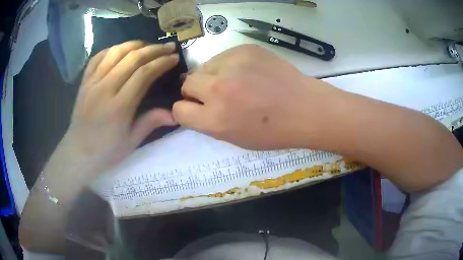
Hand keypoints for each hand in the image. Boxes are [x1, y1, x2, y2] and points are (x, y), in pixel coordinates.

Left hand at [62, 41, 178, 176]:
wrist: (78, 152)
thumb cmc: (106, 151)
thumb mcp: (131, 141)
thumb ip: (151, 122)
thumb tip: (175, 114)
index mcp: (119, 106)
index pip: (144, 73)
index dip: (161, 62)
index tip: (174, 57)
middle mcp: (105, 88)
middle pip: (132, 58)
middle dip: (154, 49)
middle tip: (168, 46)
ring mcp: (92, 82)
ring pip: (116, 52)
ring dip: (135, 44)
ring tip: (148, 45)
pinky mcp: (84, 81)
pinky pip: (99, 57)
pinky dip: (113, 49)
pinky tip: (122, 49)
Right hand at [173, 44, 340, 149]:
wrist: (305, 109)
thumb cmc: (273, 131)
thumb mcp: (235, 138)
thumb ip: (209, 122)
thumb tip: (194, 104)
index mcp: (215, 119)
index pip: (179, 110)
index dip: (186, 109)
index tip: (196, 108)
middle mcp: (218, 89)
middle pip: (186, 83)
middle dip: (195, 91)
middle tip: (215, 94)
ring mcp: (232, 64)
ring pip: (203, 66)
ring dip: (211, 75)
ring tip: (234, 82)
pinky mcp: (244, 49)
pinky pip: (223, 56)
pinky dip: (228, 65)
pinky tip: (247, 72)